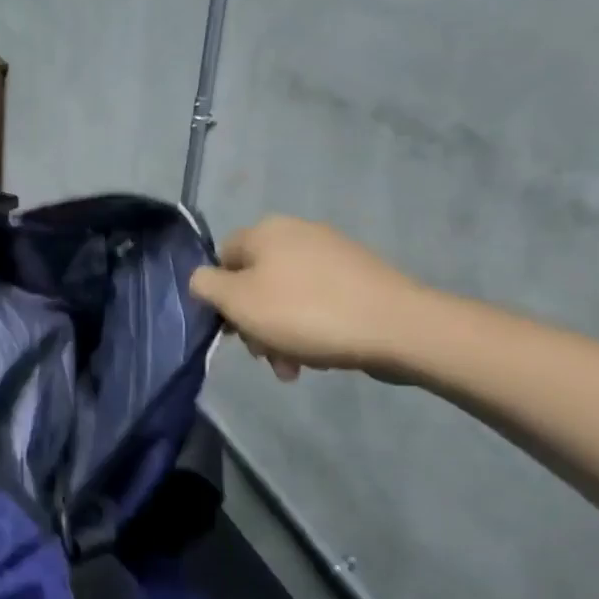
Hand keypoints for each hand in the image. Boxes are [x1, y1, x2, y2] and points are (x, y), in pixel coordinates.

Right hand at [188, 217, 433, 379]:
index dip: (220, 296)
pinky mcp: (359, 276)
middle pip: (255, 280)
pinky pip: (318, 301)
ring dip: (279, 333)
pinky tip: (318, 355)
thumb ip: (206, 286)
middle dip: (253, 322)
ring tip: (292, 367)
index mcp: (265, 231)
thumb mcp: (238, 302)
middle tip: (263, 354)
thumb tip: (201, 280)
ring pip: (286, 296)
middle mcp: (297, 232)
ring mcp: (332, 253)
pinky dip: (310, 327)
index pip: (222, 258)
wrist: (397, 326)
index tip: (232, 329)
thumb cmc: (305, 312)